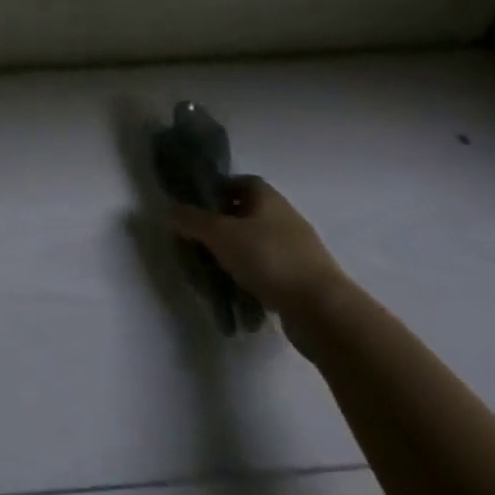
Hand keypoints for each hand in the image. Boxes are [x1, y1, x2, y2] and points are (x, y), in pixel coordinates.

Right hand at [169, 176, 346, 326]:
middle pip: (245, 215)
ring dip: (236, 258)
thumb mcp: (220, 235)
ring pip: (255, 246)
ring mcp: (297, 250)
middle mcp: (284, 217)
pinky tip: (239, 296)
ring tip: (215, 275)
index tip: (196, 209)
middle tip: (200, 244)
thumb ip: (192, 220)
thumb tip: (170, 209)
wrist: (324, 312)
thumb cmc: (269, 259)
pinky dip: (253, 281)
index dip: (216, 191)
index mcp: (267, 197)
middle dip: (221, 229)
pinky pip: (269, 273)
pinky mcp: (303, 281)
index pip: (238, 182)